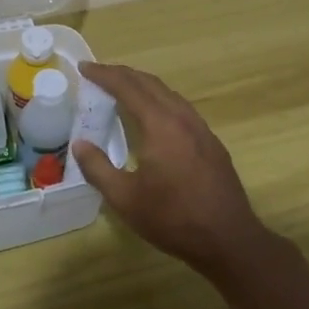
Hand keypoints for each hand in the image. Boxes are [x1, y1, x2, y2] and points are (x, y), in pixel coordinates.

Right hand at [70, 62, 271, 279]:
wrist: (229, 240)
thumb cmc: (173, 218)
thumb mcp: (125, 199)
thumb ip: (98, 168)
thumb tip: (80, 144)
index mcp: (160, 124)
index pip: (128, 87)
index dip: (104, 74)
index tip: (84, 68)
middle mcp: (182, 117)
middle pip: (149, 83)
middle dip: (122, 74)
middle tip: (98, 74)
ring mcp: (201, 128)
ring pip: (168, 93)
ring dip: (142, 86)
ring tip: (122, 90)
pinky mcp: (211, 142)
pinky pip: (180, 108)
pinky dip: (159, 100)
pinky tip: (153, 117)